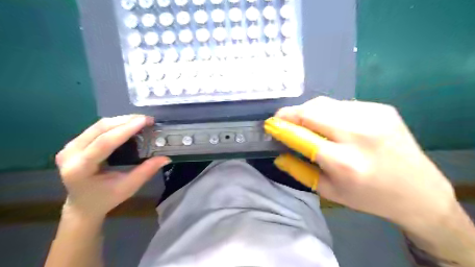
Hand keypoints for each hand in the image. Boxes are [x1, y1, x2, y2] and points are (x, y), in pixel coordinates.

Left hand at [55, 115, 170, 220]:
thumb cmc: (106, 199)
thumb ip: (146, 171)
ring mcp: (69, 147)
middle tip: (147, 119)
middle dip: (125, 121)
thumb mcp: (128, 187)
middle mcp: (70, 154)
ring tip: (140, 121)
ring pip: (98, 125)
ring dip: (121, 120)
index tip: (145, 121)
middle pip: (100, 129)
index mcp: (80, 168)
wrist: (83, 205)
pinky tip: (128, 125)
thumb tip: (166, 158)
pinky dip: (115, 125)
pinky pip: (96, 128)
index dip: (126, 129)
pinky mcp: (74, 144)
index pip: (105, 142)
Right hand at [277, 97, 458, 228]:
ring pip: (325, 103)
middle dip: (290, 113)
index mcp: (344, 162)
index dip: (281, 127)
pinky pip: (341, 104)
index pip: (302, 136)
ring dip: (307, 111)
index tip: (269, 124)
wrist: (417, 191)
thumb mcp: (328, 191)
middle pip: (312, 112)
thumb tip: (278, 154)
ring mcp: (373, 116)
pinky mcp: (381, 108)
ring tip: (301, 120)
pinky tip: (328, 122)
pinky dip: (327, 111)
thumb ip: (298, 170)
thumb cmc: (368, 196)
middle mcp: (359, 134)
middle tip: (281, 119)